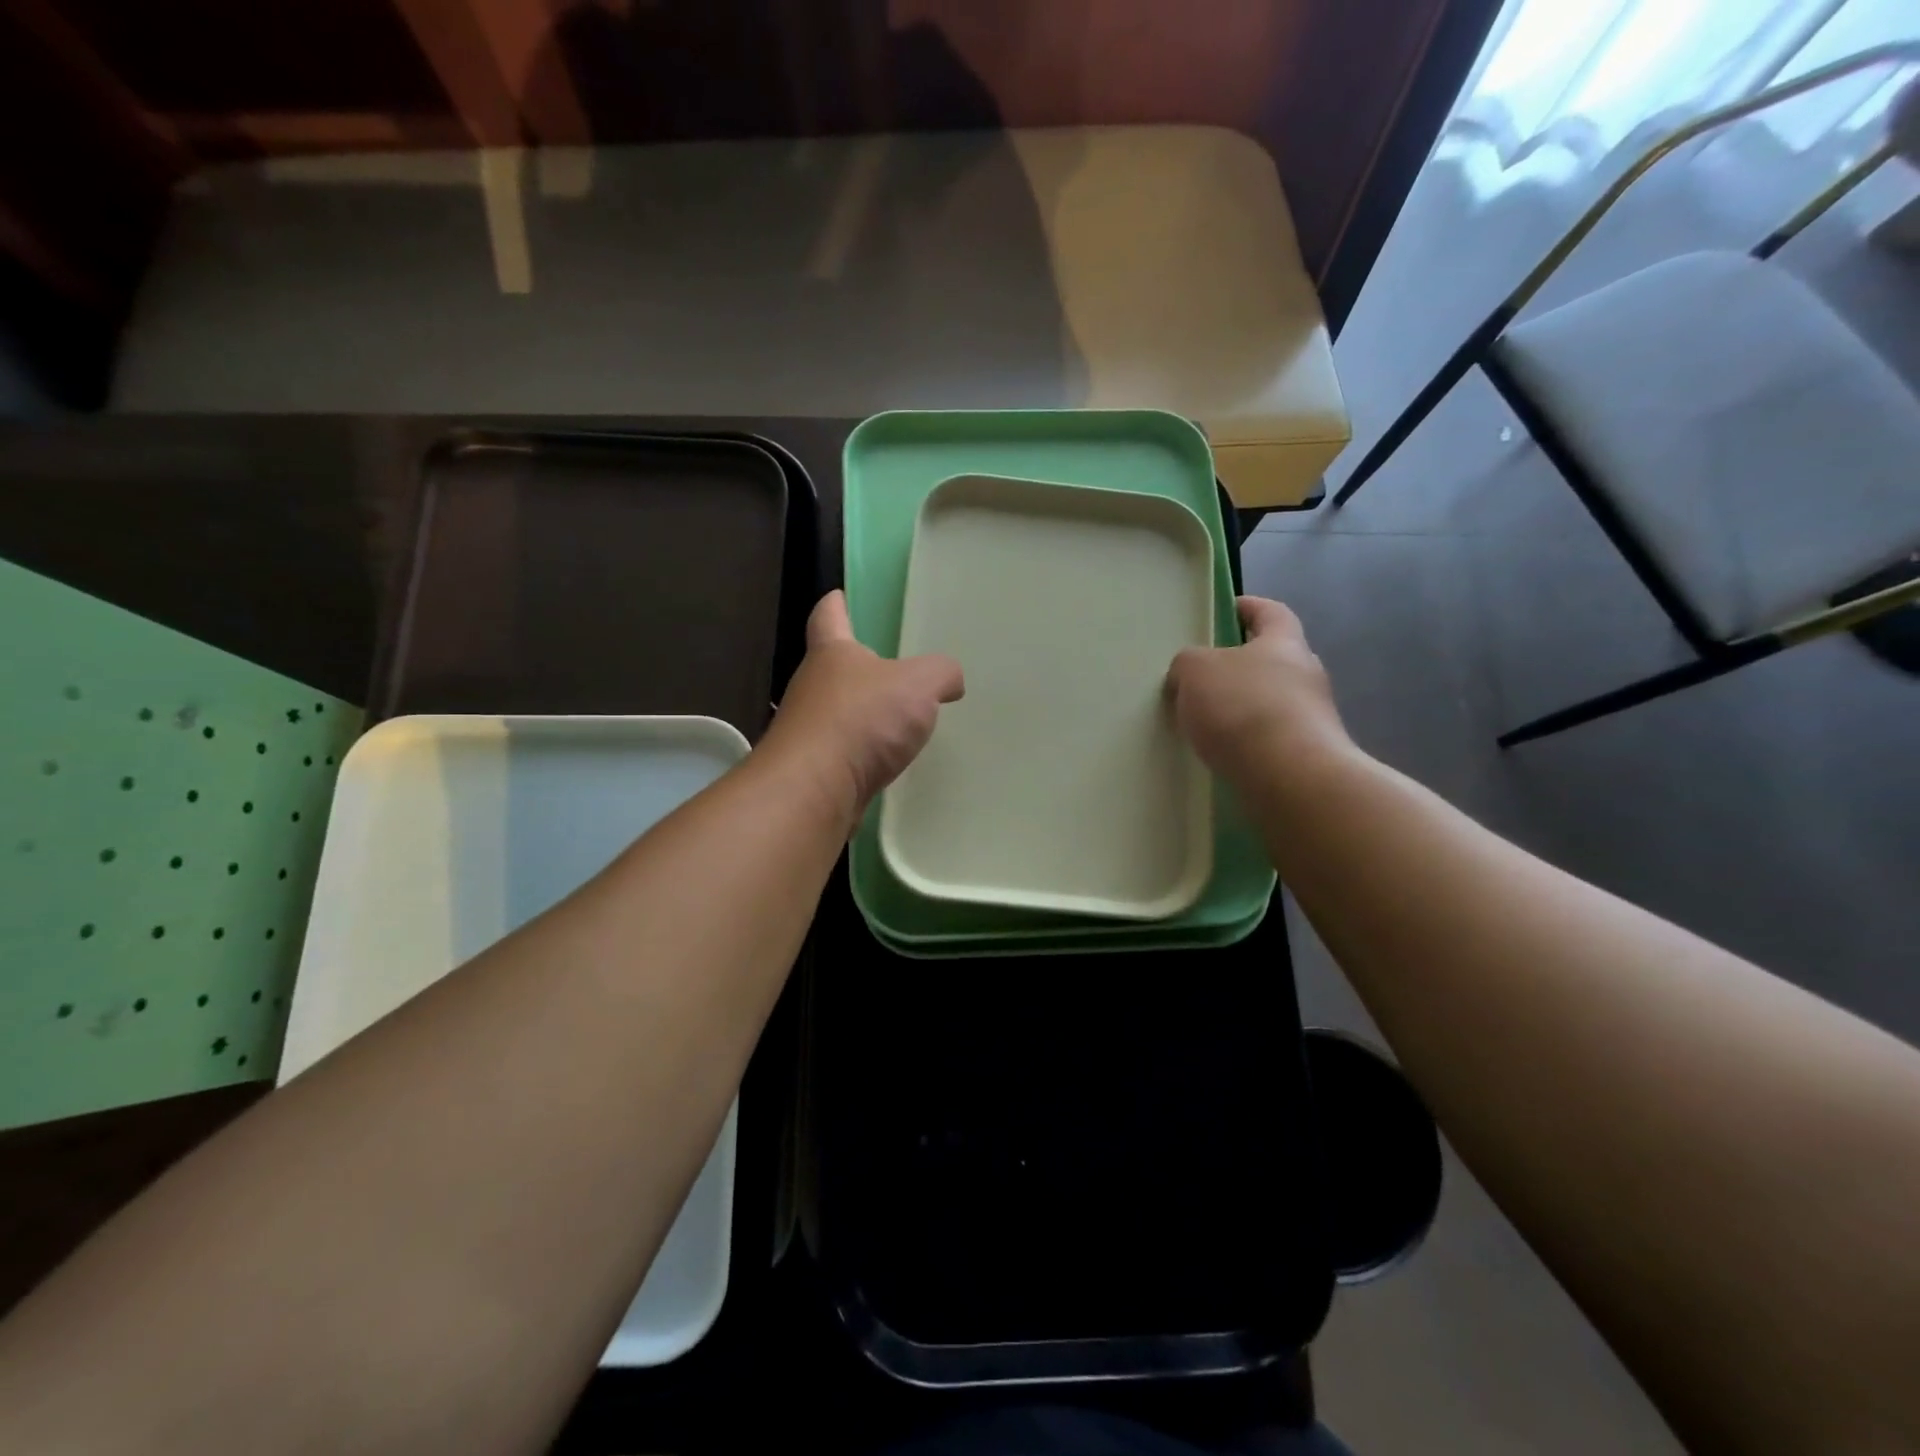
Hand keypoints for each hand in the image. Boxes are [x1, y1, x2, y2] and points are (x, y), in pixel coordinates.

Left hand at [758, 591, 964, 826]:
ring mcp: (810, 730)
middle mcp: (813, 686)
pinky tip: (889, 760)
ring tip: (899, 718)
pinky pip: (845, 751)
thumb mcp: (918, 684)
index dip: (835, 604)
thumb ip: (940, 673)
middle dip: (859, 666)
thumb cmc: (861, 720)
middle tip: (894, 667)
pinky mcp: (815, 768)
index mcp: (832, 653)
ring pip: (840, 712)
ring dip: (863, 713)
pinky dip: (864, 752)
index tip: (839, 596)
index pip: (828, 616)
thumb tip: (950, 679)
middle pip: (834, 667)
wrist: (814, 790)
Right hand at [1166, 596, 1354, 790]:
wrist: (1290, 777)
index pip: (1271, 612)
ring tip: (1203, 721)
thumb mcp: (1196, 671)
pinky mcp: (1306, 754)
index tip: (1226, 610)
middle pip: (1271, 658)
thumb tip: (1188, 674)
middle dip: (1238, 665)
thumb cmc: (1243, 707)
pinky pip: (1268, 737)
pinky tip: (1220, 753)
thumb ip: (1187, 663)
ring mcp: (1311, 717)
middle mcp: (1306, 674)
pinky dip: (1246, 740)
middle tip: (1201, 675)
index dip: (1249, 607)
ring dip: (1241, 707)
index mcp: (1284, 642)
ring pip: (1269, 700)